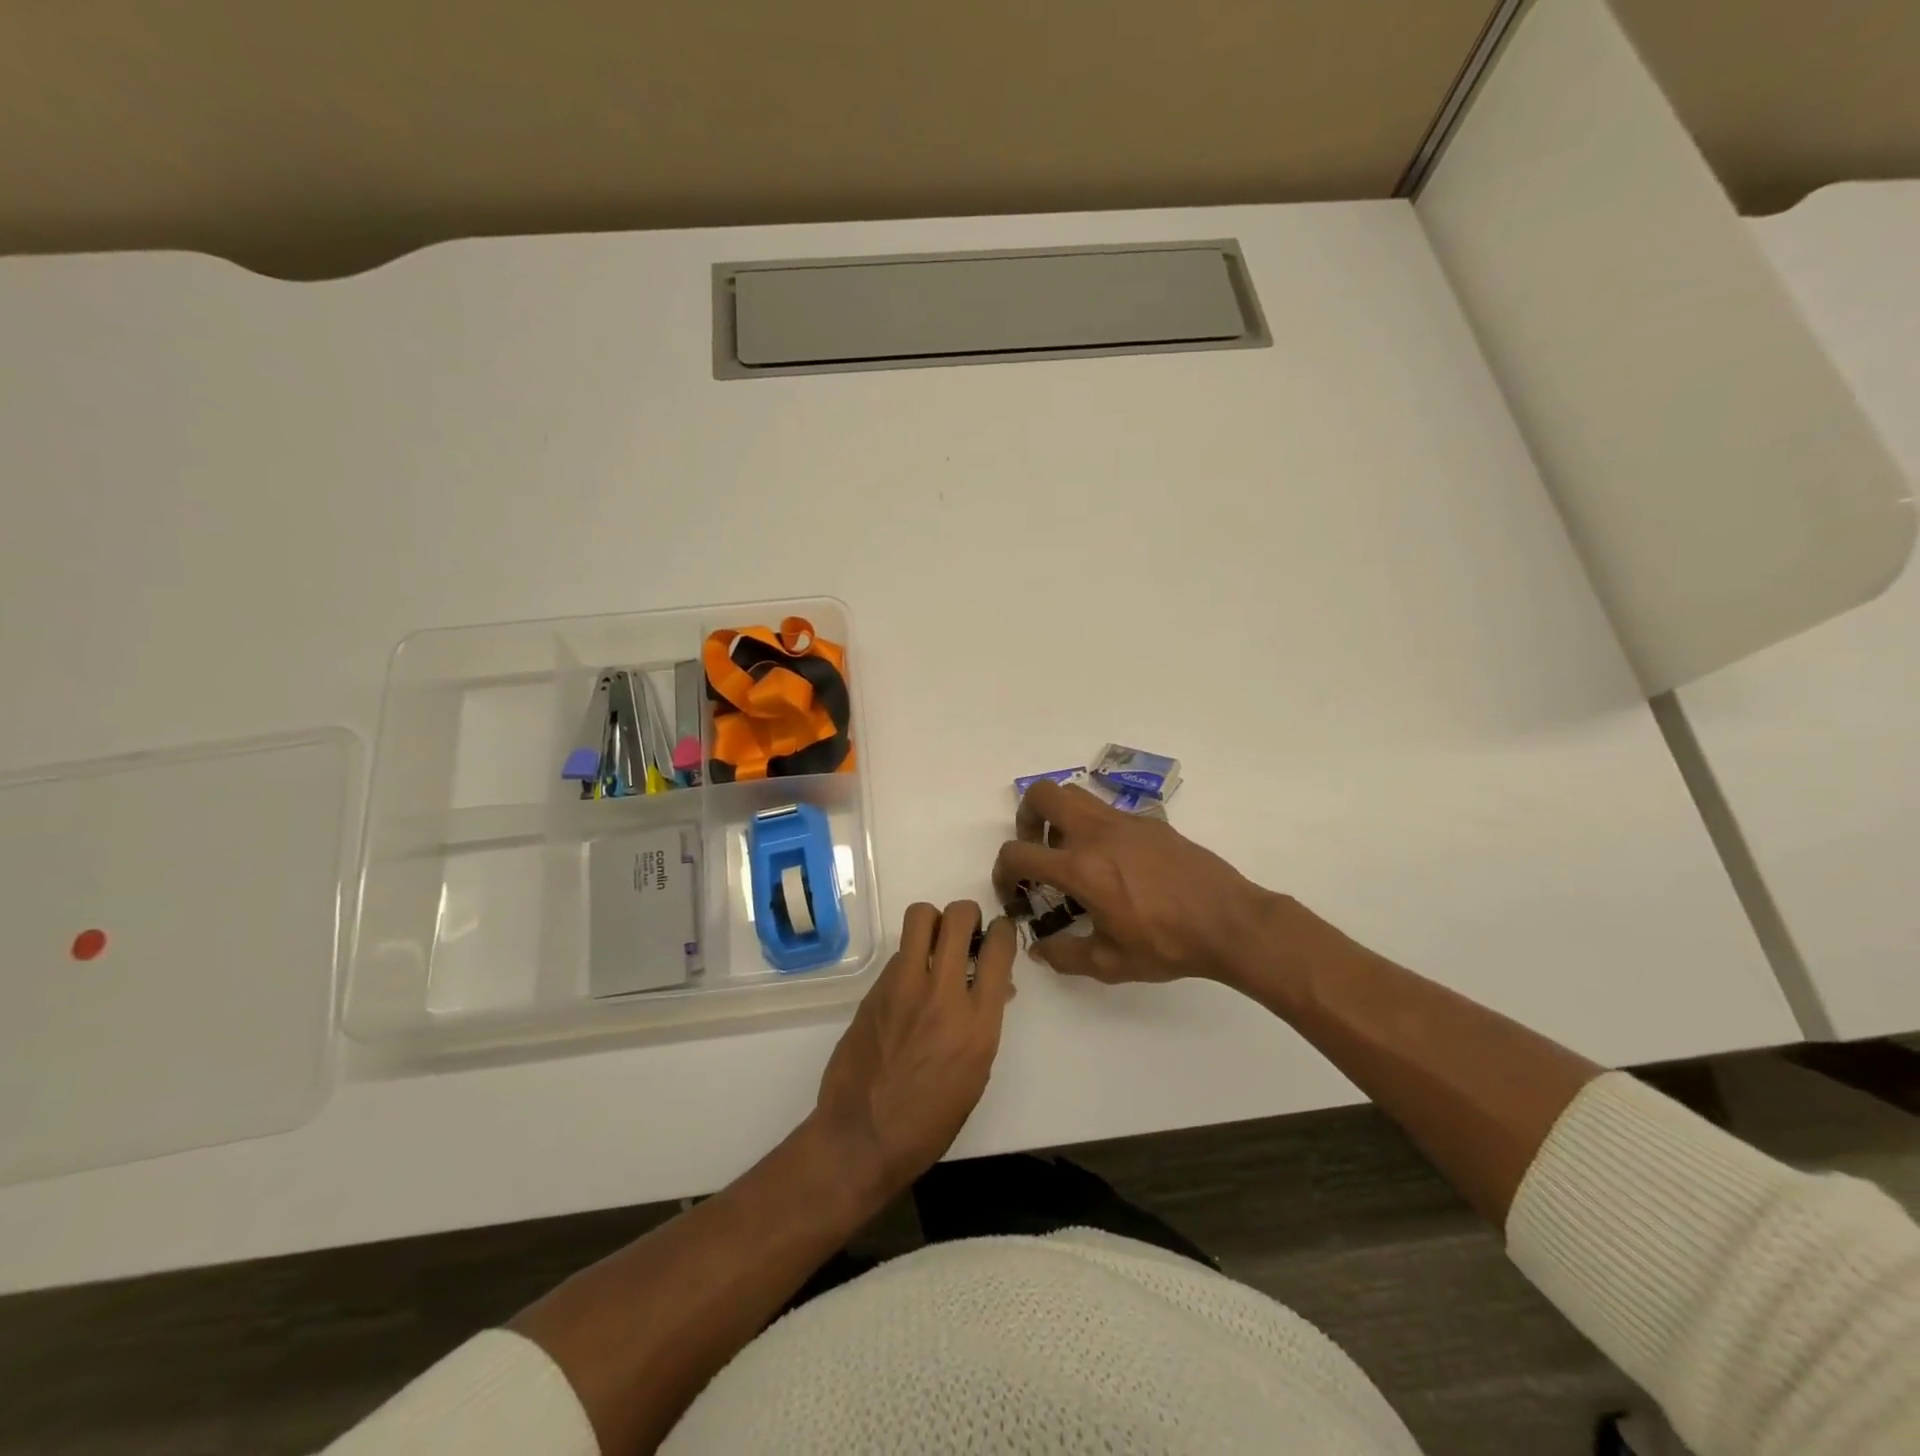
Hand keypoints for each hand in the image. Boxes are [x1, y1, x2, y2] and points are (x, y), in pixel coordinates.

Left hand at [812, 901, 1015, 1198]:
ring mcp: (903, 987)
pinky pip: (899, 952)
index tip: (999, 933)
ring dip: (934, 922)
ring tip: (936, 944)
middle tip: (967, 931)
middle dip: (968, 914)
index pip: (998, 949)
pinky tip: (910, 984)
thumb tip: (995, 989)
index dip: (1003, 931)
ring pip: (921, 917)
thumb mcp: (975, 1074)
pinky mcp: (874, 989)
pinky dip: (911, 957)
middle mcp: (942, 994)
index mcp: (978, 1023)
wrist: (861, 1137)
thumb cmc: (929, 1121)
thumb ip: (985, 1022)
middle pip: (958, 917)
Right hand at [992, 779, 1289, 987]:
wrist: (1229, 921)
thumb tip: (1039, 948)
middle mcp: (1096, 833)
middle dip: (1026, 818)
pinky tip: (1114, 863)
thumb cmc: (1167, 944)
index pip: (1018, 852)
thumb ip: (1064, 955)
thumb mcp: (1109, 963)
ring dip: (1059, 816)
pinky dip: (1094, 826)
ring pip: (1075, 794)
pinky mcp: (1149, 822)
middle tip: (1037, 850)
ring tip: (1070, 852)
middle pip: (1042, 795)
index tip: (1013, 892)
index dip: (1003, 872)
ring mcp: (1124, 821)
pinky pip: (1107, 810)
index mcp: (1080, 868)